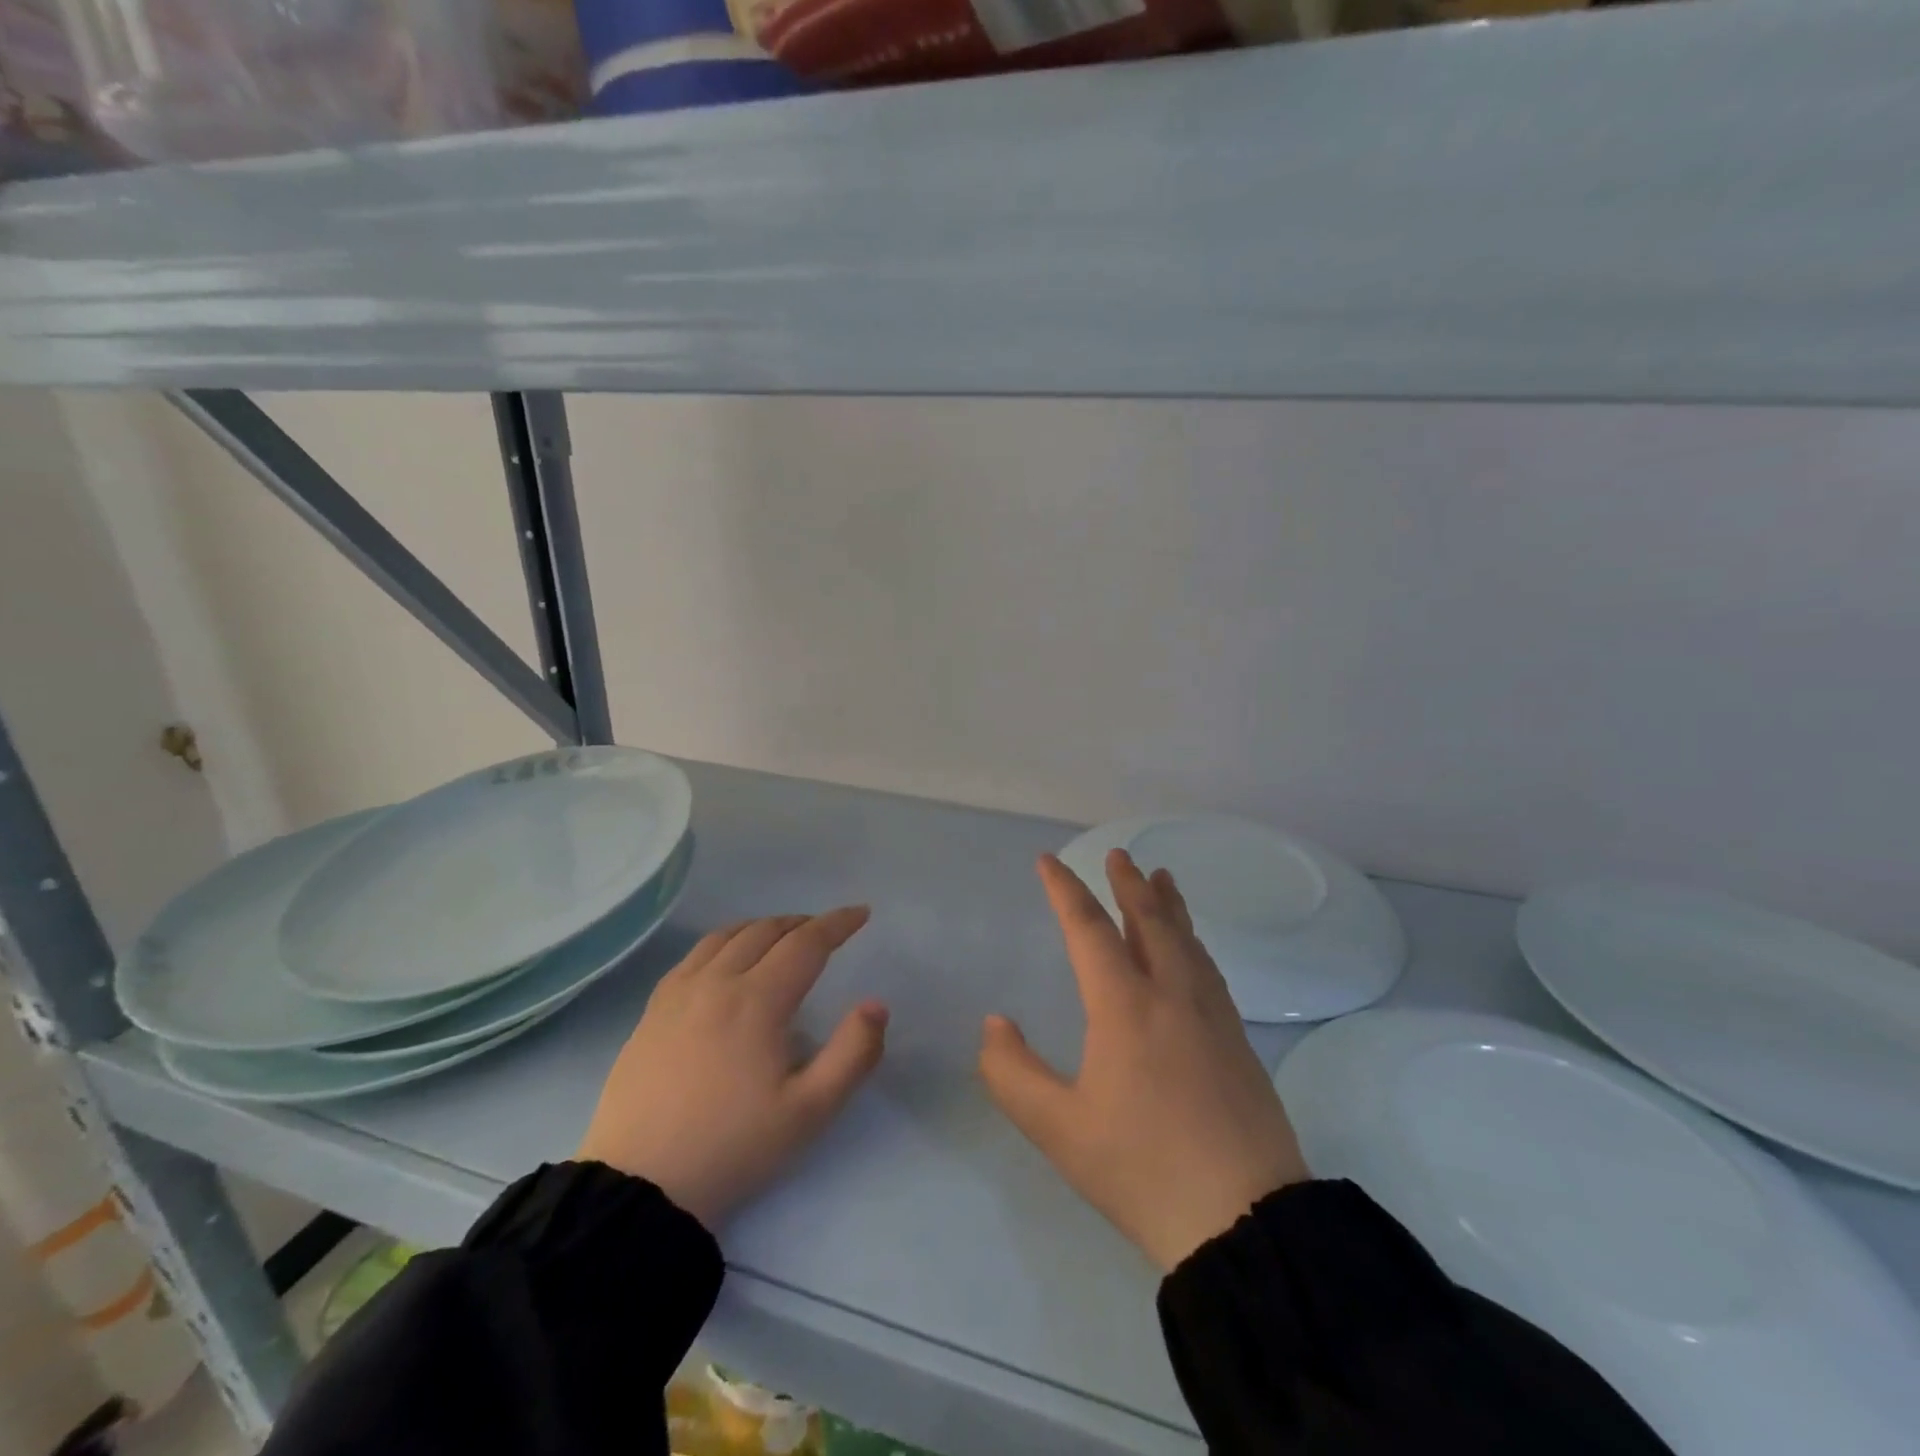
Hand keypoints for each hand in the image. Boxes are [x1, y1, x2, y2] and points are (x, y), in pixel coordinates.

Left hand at [577, 908, 887, 1230]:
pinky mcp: (652, 1011)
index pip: (806, 943)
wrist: (640, 1186)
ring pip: (727, 936)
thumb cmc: (733, 1147)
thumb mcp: (810, 1111)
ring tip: (782, 936)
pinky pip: (694, 955)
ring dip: (763, 927)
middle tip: (827, 931)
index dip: (837, 923)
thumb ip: (853, 1054)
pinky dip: (724, 941)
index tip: (861, 913)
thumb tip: (876, 1005)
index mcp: (758, 1001)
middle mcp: (717, 982)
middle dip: (803, 923)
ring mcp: (679, 994)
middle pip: (766, 931)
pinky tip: (726, 958)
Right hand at [979, 852, 1308, 1270]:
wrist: (1244, 1220)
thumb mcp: (1059, 1129)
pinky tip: (1193, 950)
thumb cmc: (1142, 1168)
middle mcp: (1171, 995)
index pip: (1089, 929)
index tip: (1048, 861)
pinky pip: (1209, 968)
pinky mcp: (1238, 1041)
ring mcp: (1212, 1016)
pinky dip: (1193, 941)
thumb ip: (1014, 1073)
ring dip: (1168, 905)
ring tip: (1162, 878)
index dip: (1065, 890)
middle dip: (1128, 884)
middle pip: (1149, 921)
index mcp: (1125, 1006)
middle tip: (1118, 855)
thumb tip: (995, 1024)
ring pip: (1186, 940)